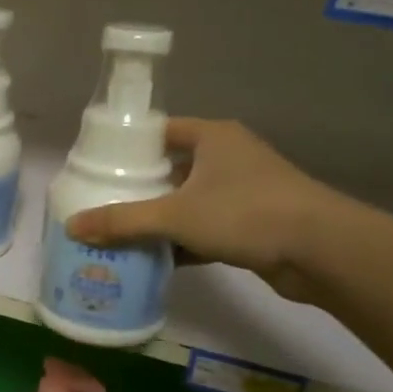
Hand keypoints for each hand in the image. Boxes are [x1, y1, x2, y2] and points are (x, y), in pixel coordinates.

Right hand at [64, 118, 340, 301]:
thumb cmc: (245, 213)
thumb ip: (122, 221)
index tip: (97, 167)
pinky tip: (154, 259)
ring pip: (188, 201)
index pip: (159, 132)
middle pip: (171, 169)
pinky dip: (182, 242)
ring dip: (160, 218)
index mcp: (212, 137)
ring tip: (119, 233)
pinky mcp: (252, 223)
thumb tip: (71, 227)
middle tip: (100, 204)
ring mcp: (243, 191)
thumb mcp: (175, 215)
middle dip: (139, 188)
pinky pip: (205, 227)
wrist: (321, 250)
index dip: (127, 147)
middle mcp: (228, 157)